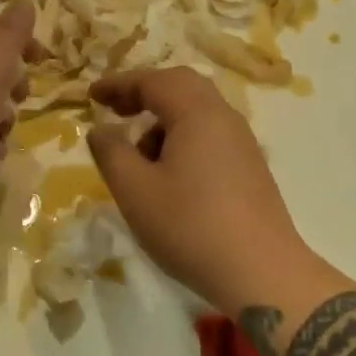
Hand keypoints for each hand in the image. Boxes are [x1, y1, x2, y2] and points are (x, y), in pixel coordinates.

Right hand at [88, 67, 311, 313]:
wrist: (263, 274)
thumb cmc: (192, 227)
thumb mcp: (136, 191)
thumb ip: (112, 153)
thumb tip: (100, 129)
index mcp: (197, 112)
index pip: (152, 81)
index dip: (118, 84)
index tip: (91, 95)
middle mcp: (223, 116)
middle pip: (180, 85)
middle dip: (144, 93)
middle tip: (116, 110)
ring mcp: (242, 141)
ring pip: (197, 110)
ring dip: (163, 120)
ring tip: (140, 157)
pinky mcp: (251, 166)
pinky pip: (210, 133)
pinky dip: (183, 137)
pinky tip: (171, 175)